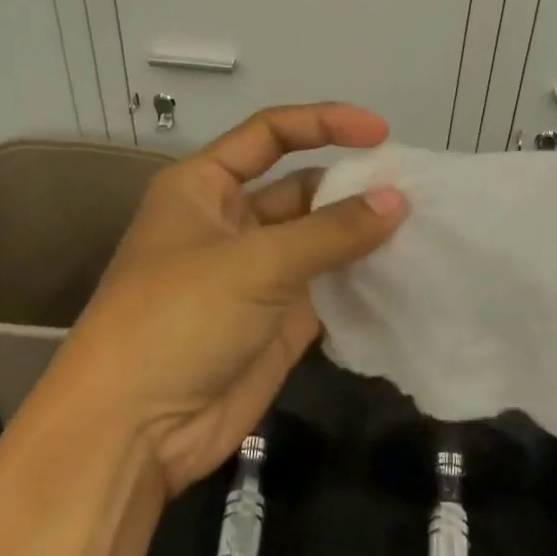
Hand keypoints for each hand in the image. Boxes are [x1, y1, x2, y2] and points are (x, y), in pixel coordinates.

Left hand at [37, 103, 406, 496]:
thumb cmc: (179, 318)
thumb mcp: (255, 262)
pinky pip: (327, 286)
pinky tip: (403, 273)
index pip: (270, 134)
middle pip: (301, 187)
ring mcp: (255, 273)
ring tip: (422, 228)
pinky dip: (360, 279)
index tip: (380, 133)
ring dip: (361, 234)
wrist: (134, 432)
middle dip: (352, 185)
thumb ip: (331, 231)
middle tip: (414, 191)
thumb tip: (397, 199)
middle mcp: (230, 221)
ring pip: (318, 239)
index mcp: (203, 186)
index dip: (324, 124)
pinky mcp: (277, 319)